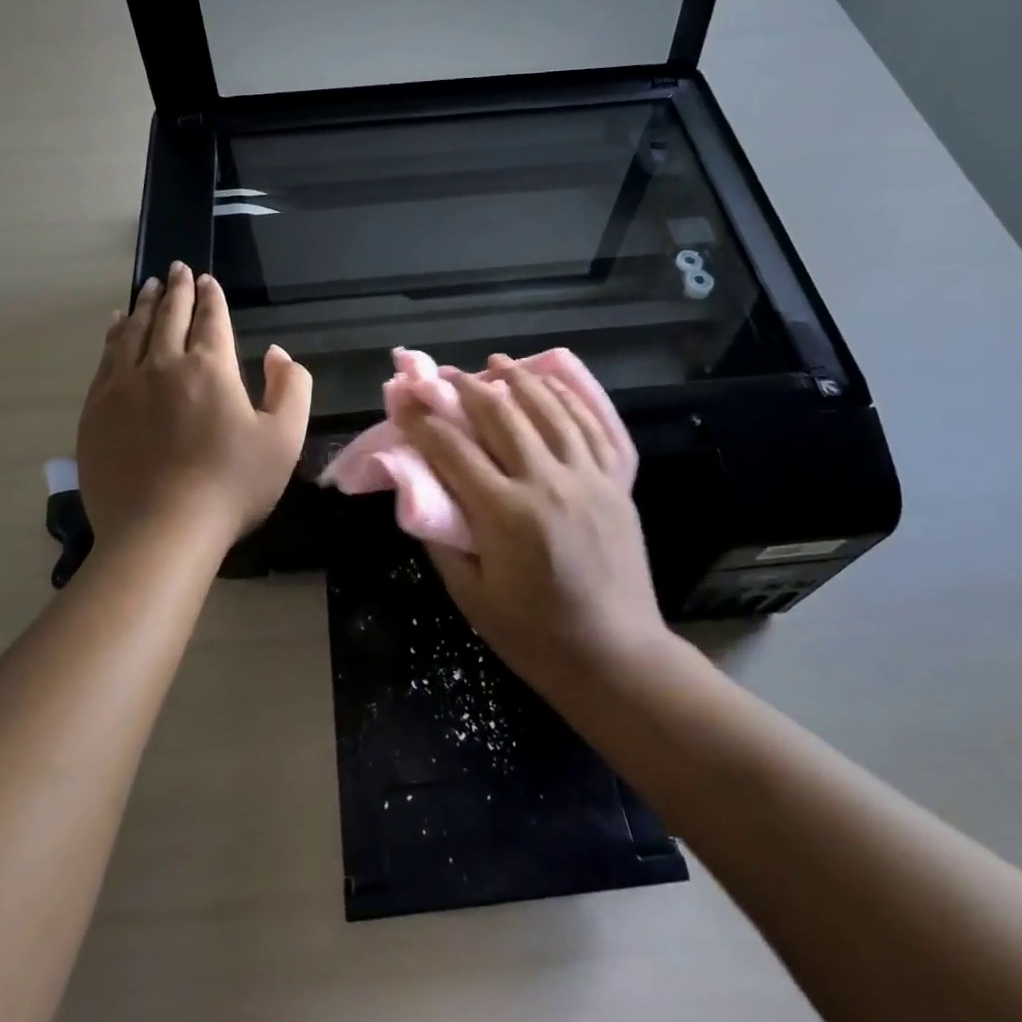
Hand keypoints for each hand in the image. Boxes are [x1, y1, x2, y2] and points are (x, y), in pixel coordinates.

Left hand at [78, 264, 311, 552]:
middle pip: (169, 316)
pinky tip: (115, 325)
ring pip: (132, 331)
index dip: (211, 296)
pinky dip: (113, 334)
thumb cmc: (232, 485)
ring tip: (147, 287)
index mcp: (211, 368)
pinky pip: (105, 358)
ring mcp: (124, 386)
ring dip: (143, 305)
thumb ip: (292, 388)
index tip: (206, 279)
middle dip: (176, 289)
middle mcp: (164, 364)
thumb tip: (277, 353)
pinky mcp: (96, 410)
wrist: (161, 531)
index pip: (211, 319)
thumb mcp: (284, 438)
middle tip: (176, 268)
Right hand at [398, 356, 669, 681]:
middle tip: (444, 376)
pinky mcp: (617, 483)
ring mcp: (589, 479)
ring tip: (495, 364)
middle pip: (501, 415)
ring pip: (549, 410)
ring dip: (518, 380)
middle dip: (466, 389)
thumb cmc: (533, 634)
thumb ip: (441, 536)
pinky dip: (569, 398)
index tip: (404, 401)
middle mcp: (548, 484)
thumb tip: (421, 488)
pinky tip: (550, 383)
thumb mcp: (470, 595)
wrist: (615, 656)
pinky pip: (594, 426)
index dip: (422, 420)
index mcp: (506, 515)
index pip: (452, 450)